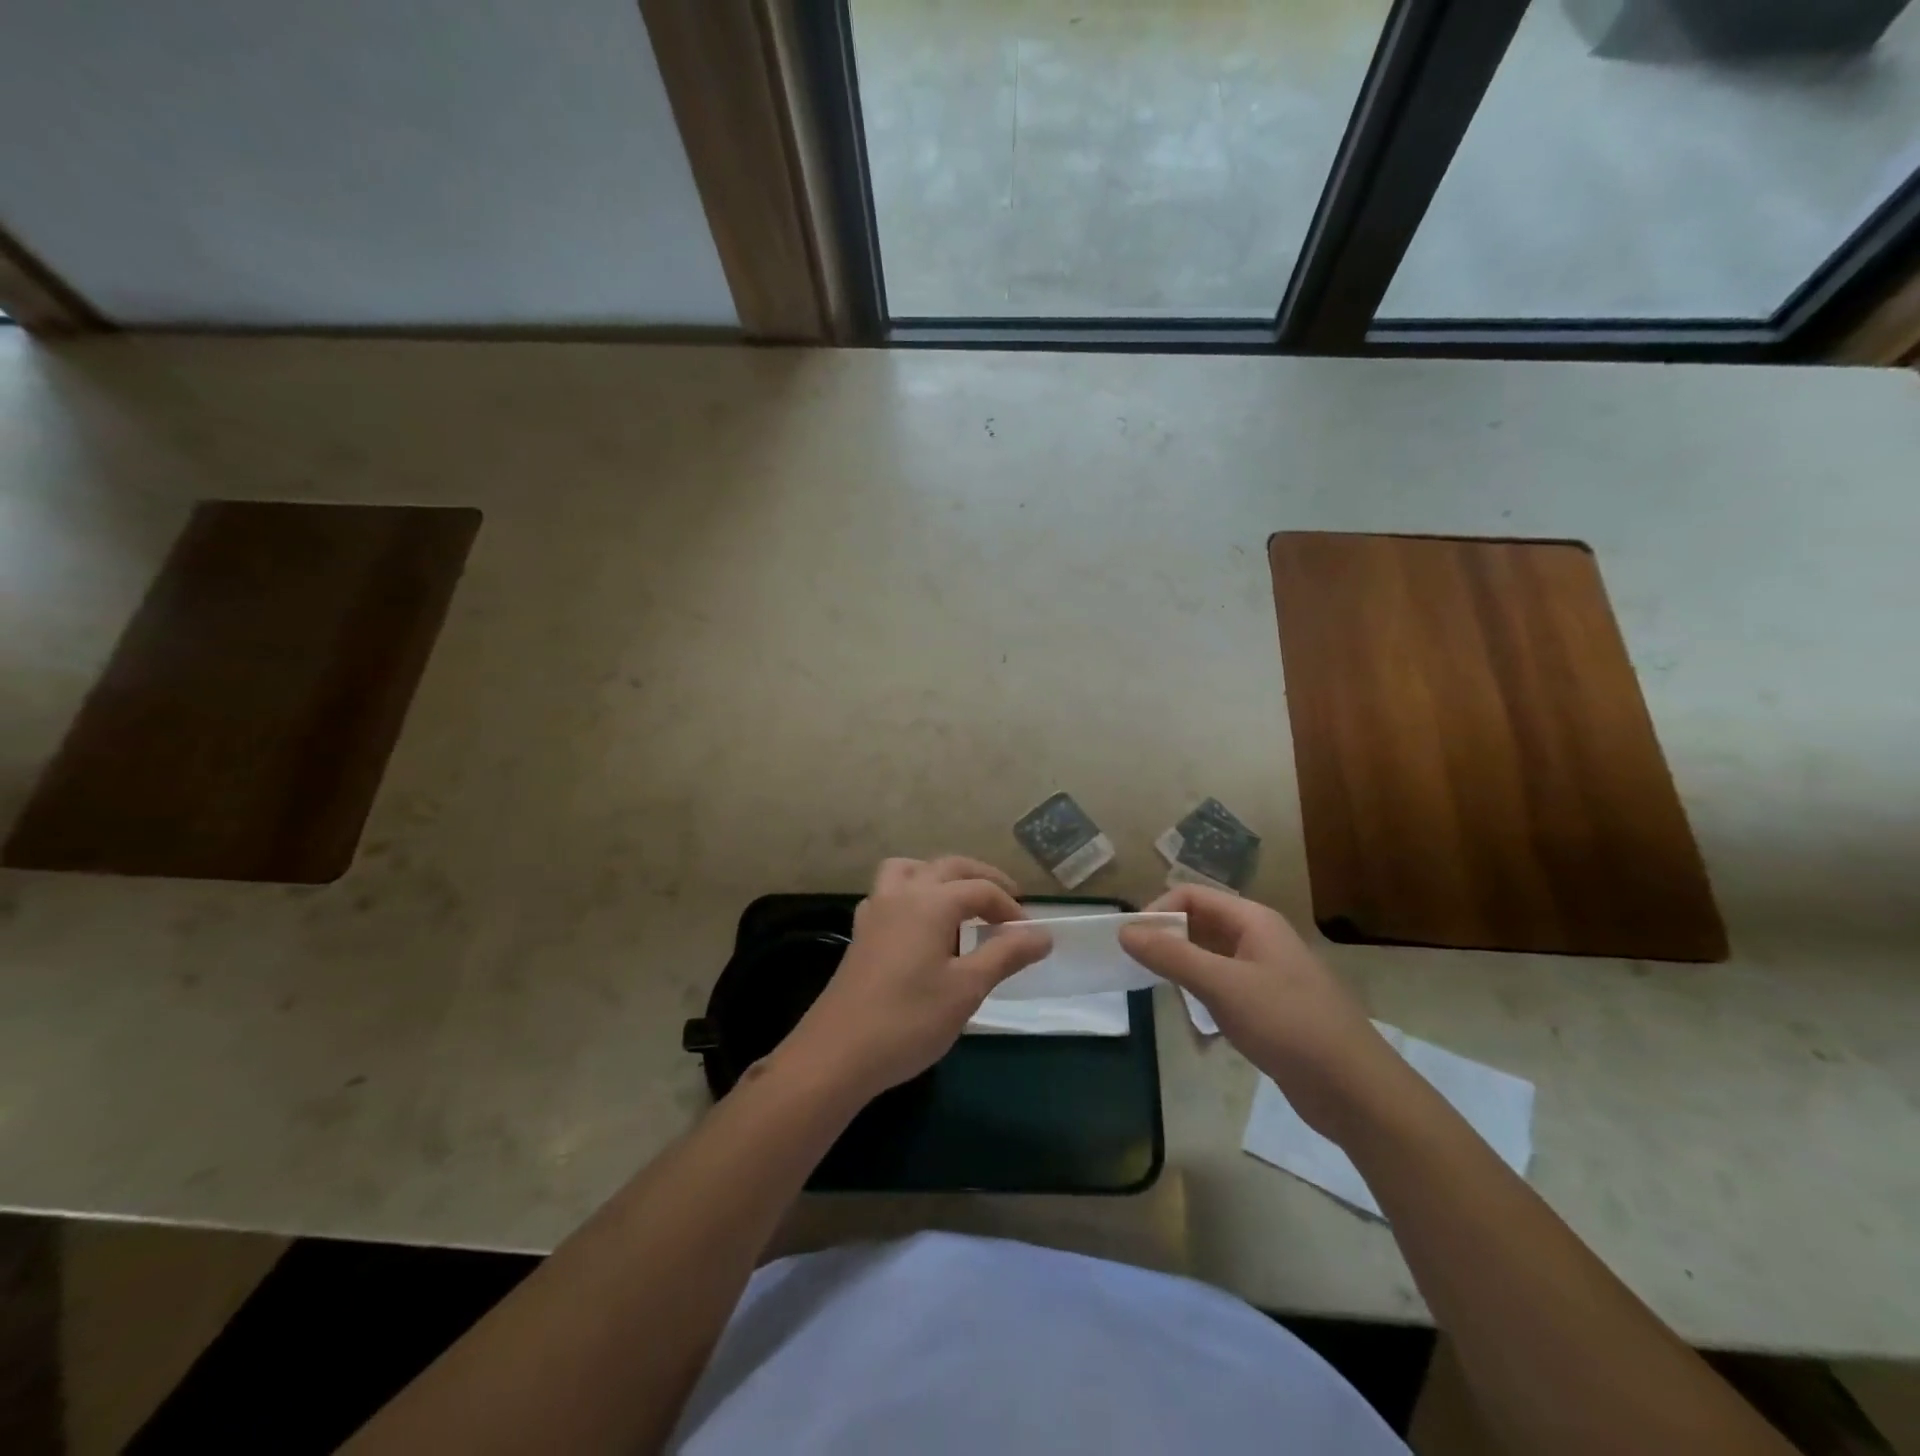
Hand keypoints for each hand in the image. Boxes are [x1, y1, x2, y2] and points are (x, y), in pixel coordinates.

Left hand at [778, 856, 1052, 1104]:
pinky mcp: (861, 933)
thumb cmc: (909, 1020)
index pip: (981, 890)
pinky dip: (913, 894)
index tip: (1029, 936)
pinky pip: (890, 893)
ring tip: (960, 902)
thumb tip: (1043, 934)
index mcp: (931, 901)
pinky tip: (920, 926)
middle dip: (982, 879)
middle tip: (1008, 902)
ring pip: (911, 870)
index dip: (1010, 908)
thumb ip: (1006, 954)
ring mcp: (875, 910)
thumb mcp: (967, 989)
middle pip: (948, 867)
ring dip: (940, 876)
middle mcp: (901, 894)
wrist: (837, 1054)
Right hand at [1119, 885, 1401, 1138]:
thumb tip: (1125, 931)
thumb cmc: (1287, 1024)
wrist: (1355, 1090)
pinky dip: (1204, 998)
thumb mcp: (1222, 985)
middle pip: (1200, 924)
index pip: (1192, 896)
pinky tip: (1197, 1025)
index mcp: (1253, 921)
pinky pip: (1225, 988)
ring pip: (1210, 958)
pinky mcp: (1270, 1007)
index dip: (1158, 911)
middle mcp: (1259, 938)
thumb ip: (1171, 956)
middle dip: (1168, 942)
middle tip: (1139, 970)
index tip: (1131, 943)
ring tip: (1164, 996)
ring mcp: (1267, 974)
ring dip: (1184, 972)